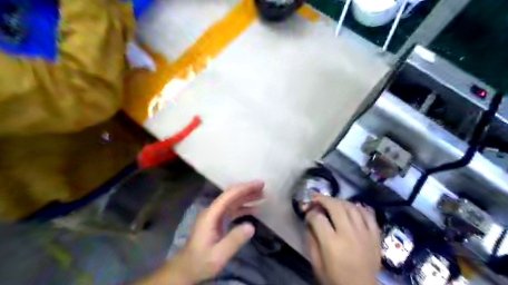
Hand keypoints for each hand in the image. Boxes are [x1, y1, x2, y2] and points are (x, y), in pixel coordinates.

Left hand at [166, 182, 263, 283]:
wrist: (187, 268)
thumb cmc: (201, 262)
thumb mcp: (218, 255)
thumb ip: (234, 240)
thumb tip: (251, 226)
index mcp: (211, 215)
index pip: (229, 196)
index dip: (244, 188)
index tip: (259, 184)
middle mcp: (212, 211)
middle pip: (231, 195)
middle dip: (247, 189)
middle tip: (263, 187)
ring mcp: (215, 215)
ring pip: (233, 201)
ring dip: (246, 197)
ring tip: (262, 195)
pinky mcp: (217, 221)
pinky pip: (232, 210)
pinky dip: (243, 207)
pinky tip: (254, 209)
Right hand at [303, 195, 377, 284]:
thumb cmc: (334, 278)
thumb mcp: (316, 263)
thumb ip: (311, 239)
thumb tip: (310, 220)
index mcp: (332, 243)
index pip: (318, 218)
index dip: (310, 213)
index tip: (307, 214)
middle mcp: (349, 234)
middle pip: (335, 206)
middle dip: (323, 199)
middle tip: (316, 198)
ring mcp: (365, 233)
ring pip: (352, 207)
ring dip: (339, 201)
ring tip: (332, 202)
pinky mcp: (375, 236)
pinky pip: (368, 215)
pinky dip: (359, 207)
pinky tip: (352, 207)